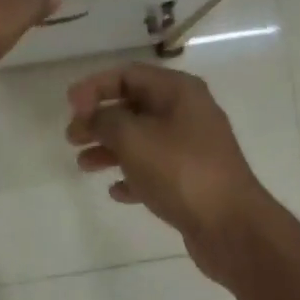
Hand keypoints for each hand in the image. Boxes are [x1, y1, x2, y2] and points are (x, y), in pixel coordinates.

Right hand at [66, 64, 274, 279]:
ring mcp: (193, 148)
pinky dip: (133, 176)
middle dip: (100, 120)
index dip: (95, 87)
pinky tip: (116, 191)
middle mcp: (188, 113)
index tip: (69, 107)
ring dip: (111, 149)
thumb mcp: (134, 138)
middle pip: (134, 107)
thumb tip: (92, 116)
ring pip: (142, 140)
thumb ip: (105, 121)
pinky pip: (155, 170)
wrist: (230, 225)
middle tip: (72, 138)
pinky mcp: (193, 180)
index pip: (129, 74)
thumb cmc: (180, 171)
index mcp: (179, 92)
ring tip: (83, 165)